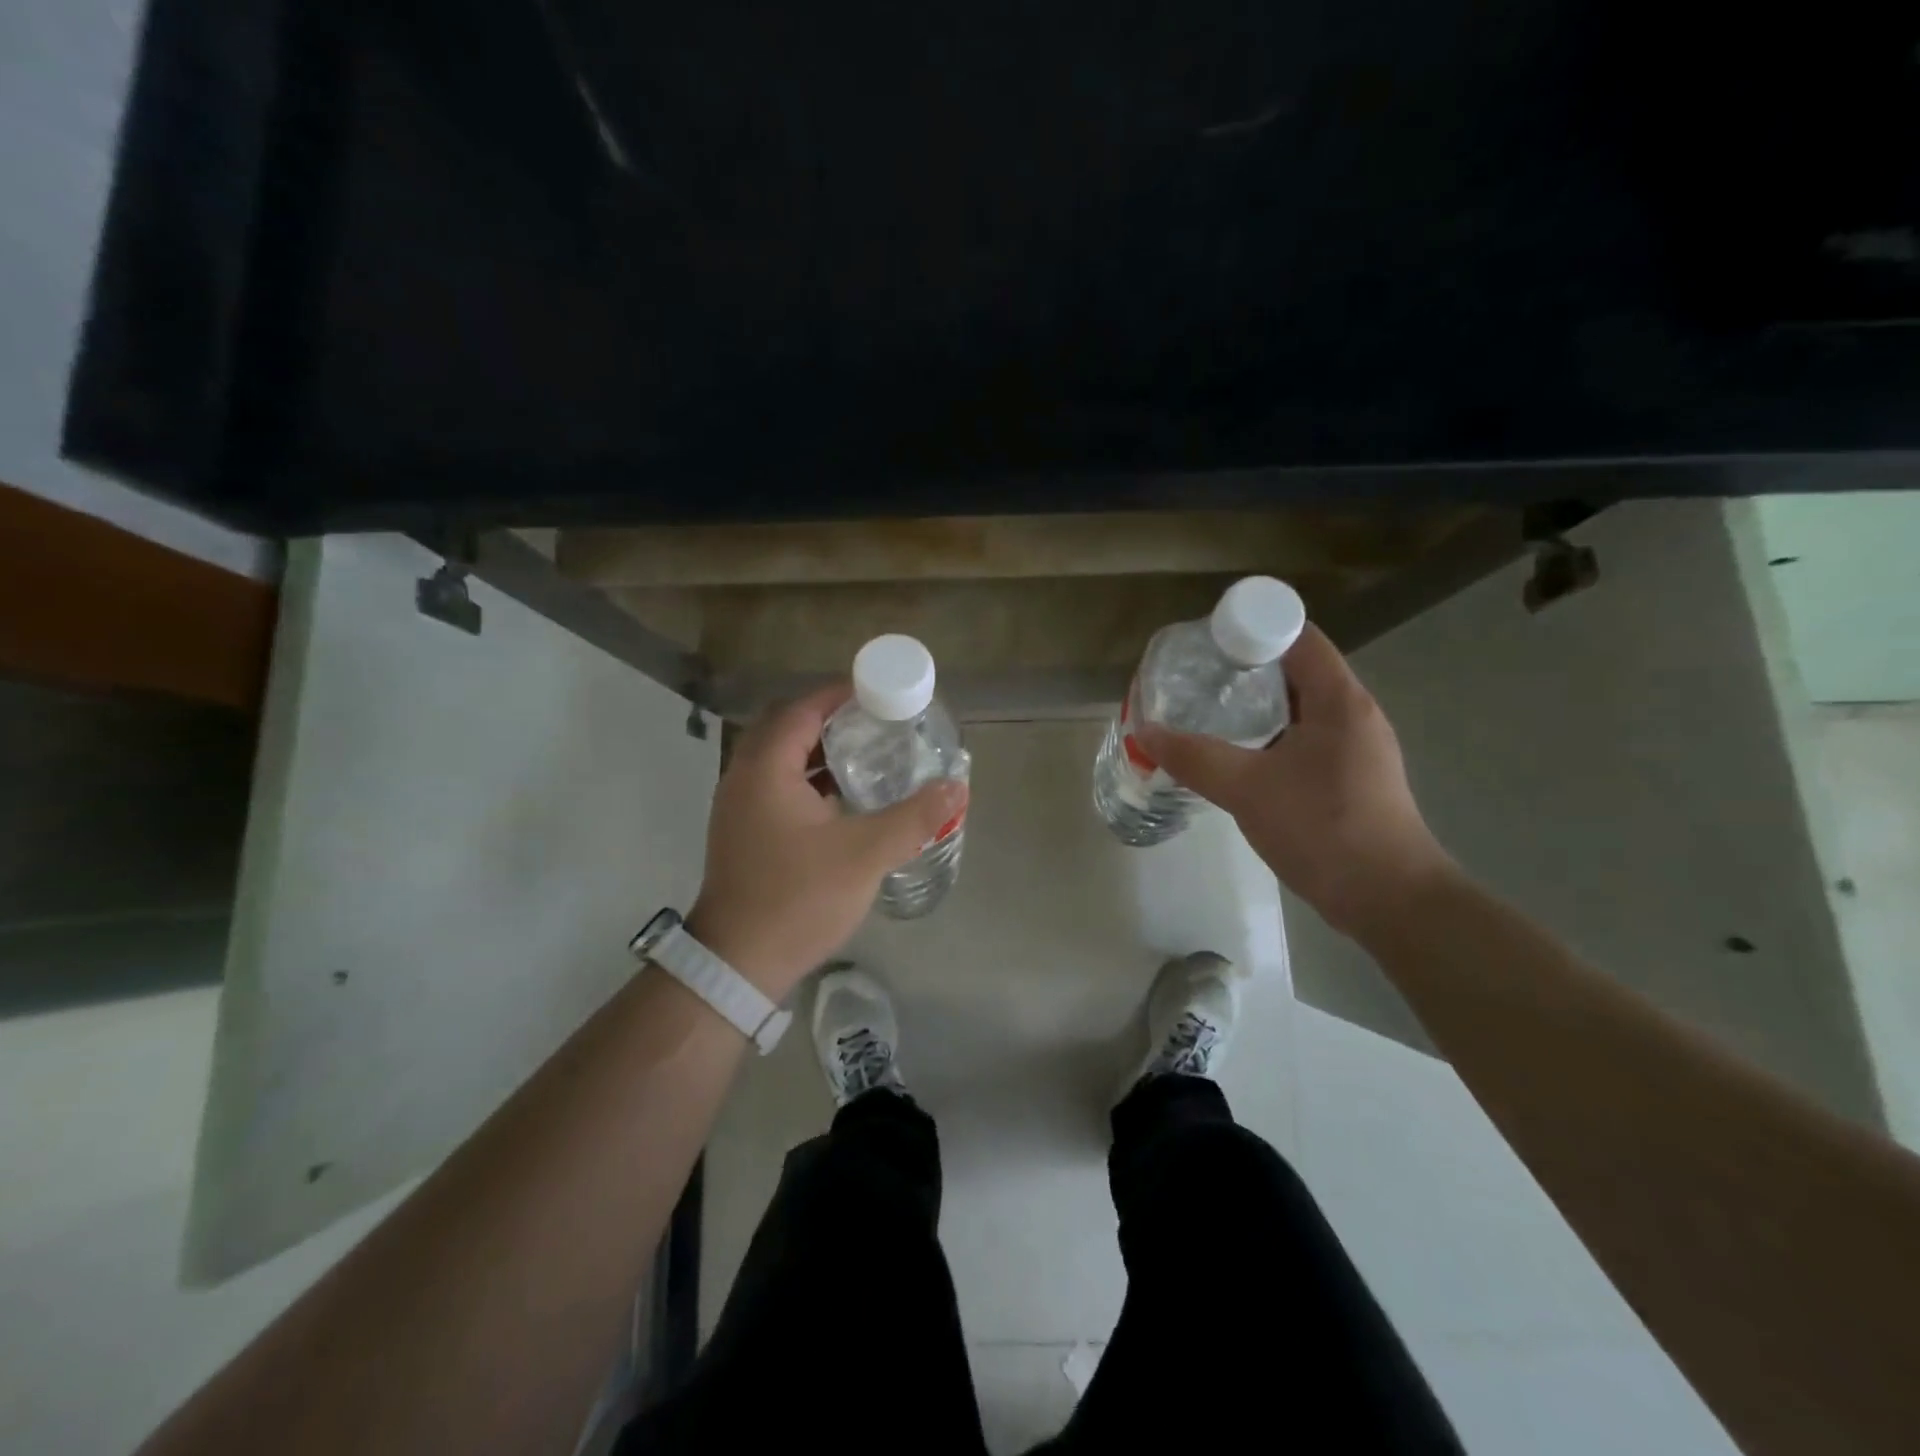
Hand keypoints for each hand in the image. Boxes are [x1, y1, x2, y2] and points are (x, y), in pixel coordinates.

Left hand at [686, 684, 967, 998]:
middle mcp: (744, 778)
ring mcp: (739, 807)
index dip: (840, 694)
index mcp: (765, 769)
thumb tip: (957, 788)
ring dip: (819, 751)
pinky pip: (777, 787)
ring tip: (867, 754)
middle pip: (788, 728)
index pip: (802, 709)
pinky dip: (808, 780)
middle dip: (831, 719)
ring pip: (781, 760)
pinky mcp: (744, 833)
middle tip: (876, 722)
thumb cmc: (798, 899)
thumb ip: (914, 817)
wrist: (738, 964)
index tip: (879, 692)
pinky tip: (843, 798)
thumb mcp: (865, 855)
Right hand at [1137, 625, 1454, 937]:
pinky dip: (1269, 736)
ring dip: (1256, 705)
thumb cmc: (1324, 829)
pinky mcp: (1350, 778)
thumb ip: (1195, 758)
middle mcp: (1353, 714)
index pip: (1298, 637)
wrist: (1389, 900)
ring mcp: (1355, 748)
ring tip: (1207, 712)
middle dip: (1246, 667)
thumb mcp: (1248, 789)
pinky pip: (1304, 739)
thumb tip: (1146, 732)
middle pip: (1297, 669)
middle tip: (1197, 677)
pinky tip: (1237, 756)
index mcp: (1339, 700)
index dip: (1253, 628)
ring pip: (1299, 708)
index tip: (1207, 642)